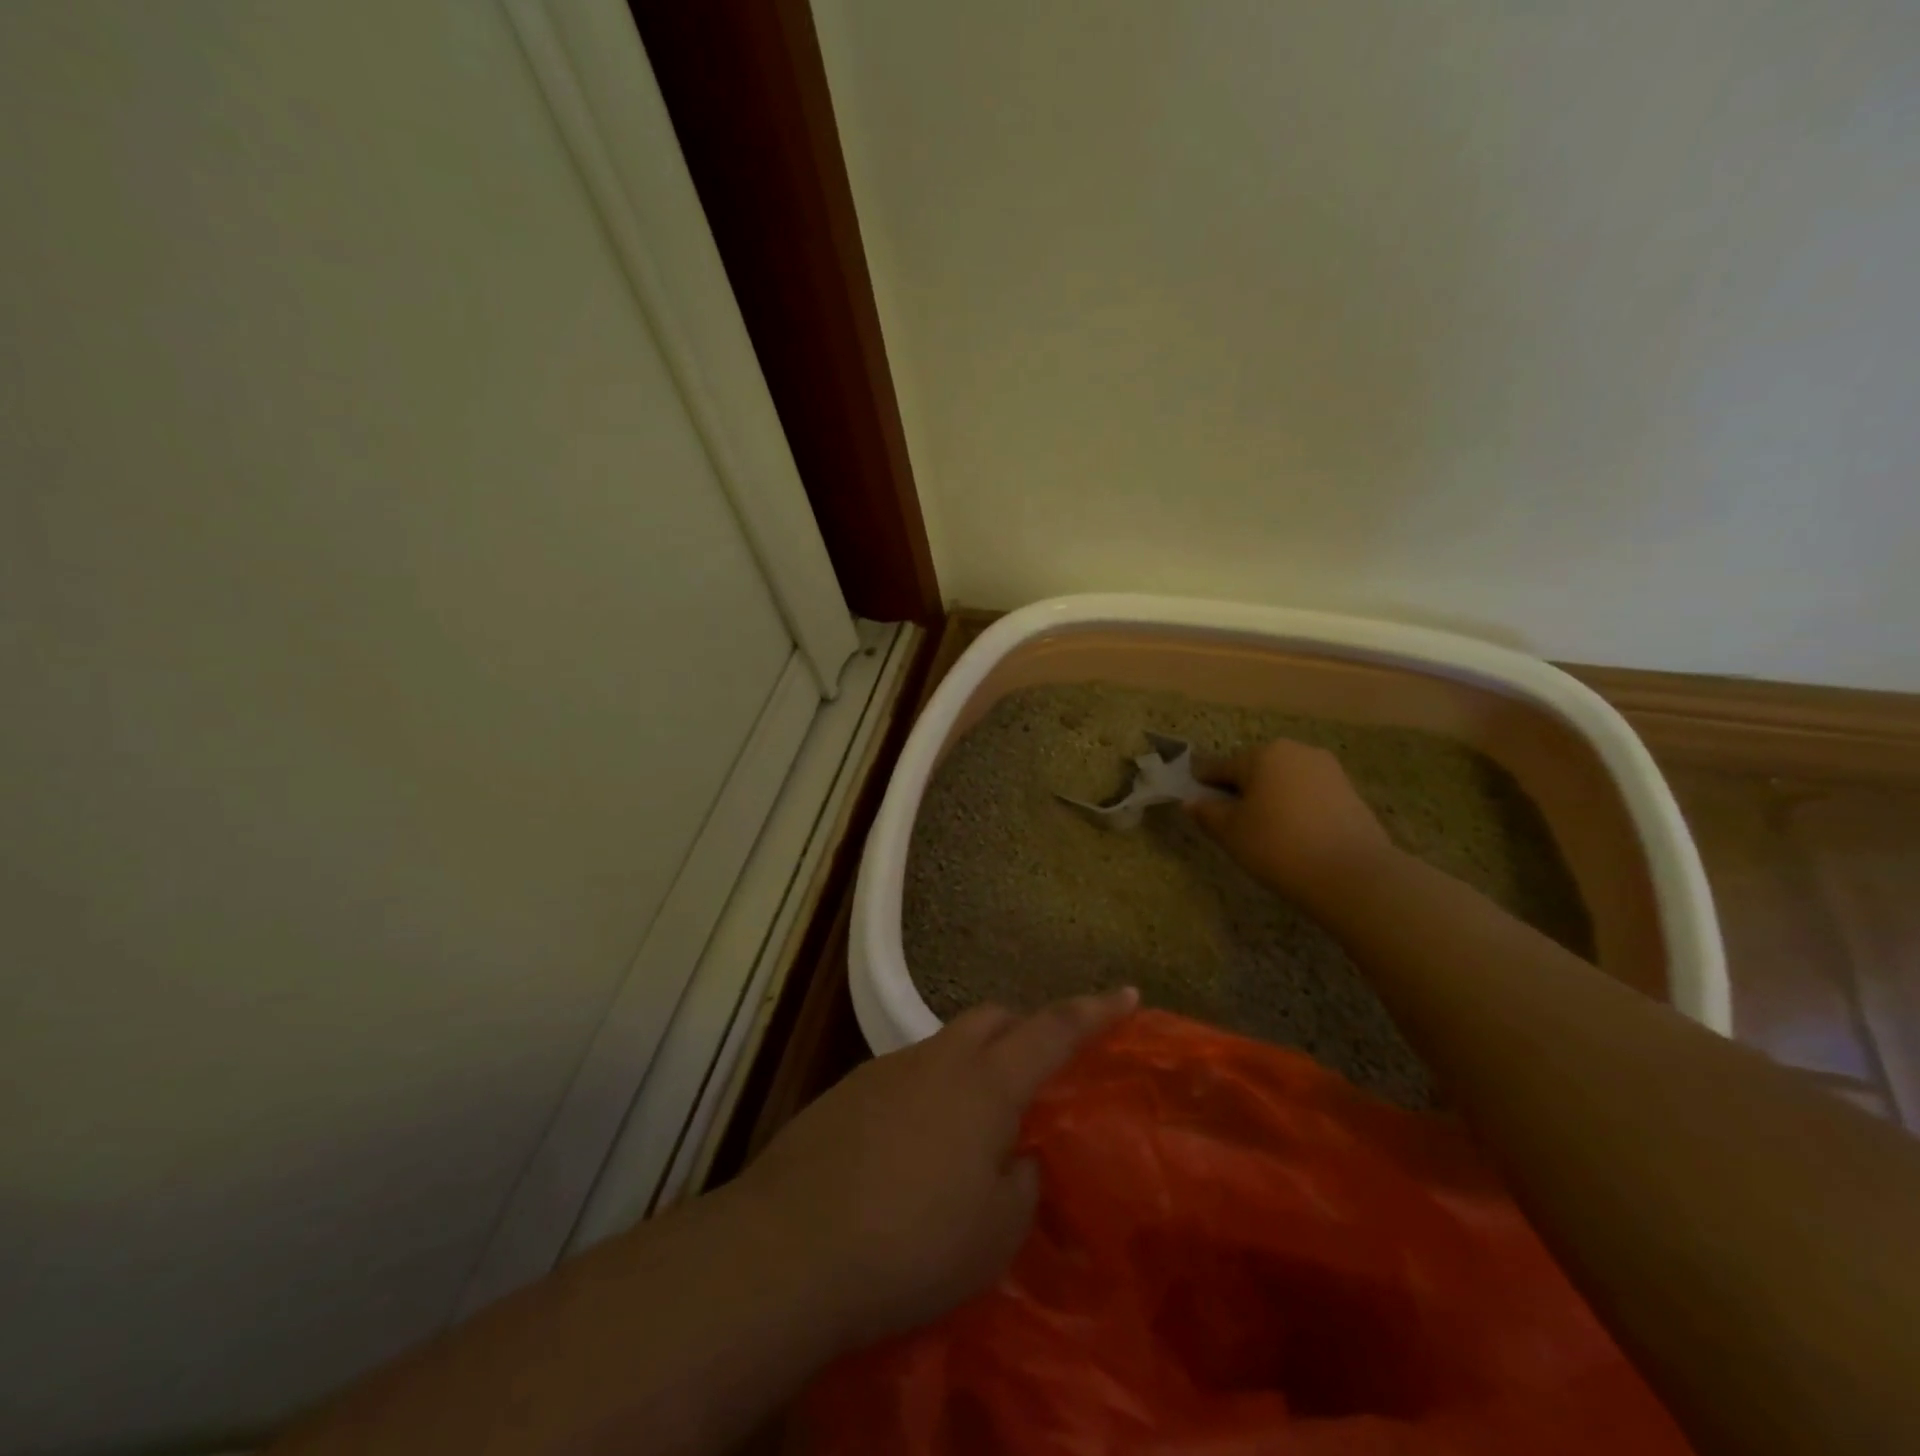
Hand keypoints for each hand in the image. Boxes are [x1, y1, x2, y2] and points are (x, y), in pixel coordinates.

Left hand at [734, 988, 1136, 1348]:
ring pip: (947, 1044)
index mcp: (986, 1084)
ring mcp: (888, 1068)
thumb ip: (1021, 1182)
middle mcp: (939, 1059)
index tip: (1128, 991)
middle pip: (993, 1018)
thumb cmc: (912, 1243)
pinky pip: (908, 1074)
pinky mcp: (848, 1090)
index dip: (1095, 1010)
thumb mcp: (994, 1233)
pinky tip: (916, 1149)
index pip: (1053, 1031)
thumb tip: (1017, 1155)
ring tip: (974, 1127)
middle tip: (1040, 1070)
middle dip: (1025, 1029)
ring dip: (973, 1066)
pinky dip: (930, 1093)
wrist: (790, 1246)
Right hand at [1189, 740, 1395, 907]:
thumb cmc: (1278, 845)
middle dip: (1242, 791)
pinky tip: (1295, 835)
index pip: (1221, 767)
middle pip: (1256, 770)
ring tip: (1266, 832)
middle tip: (1233, 824)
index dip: (1204, 786)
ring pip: (1285, 782)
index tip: (1196, 804)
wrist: (1353, 874)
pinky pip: (1310, 795)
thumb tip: (1191, 801)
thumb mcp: (1231, 833)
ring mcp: (1328, 769)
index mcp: (1262, 754)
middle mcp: (1296, 751)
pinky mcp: (1350, 791)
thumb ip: (1207, 813)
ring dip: (1271, 799)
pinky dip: (1297, 809)